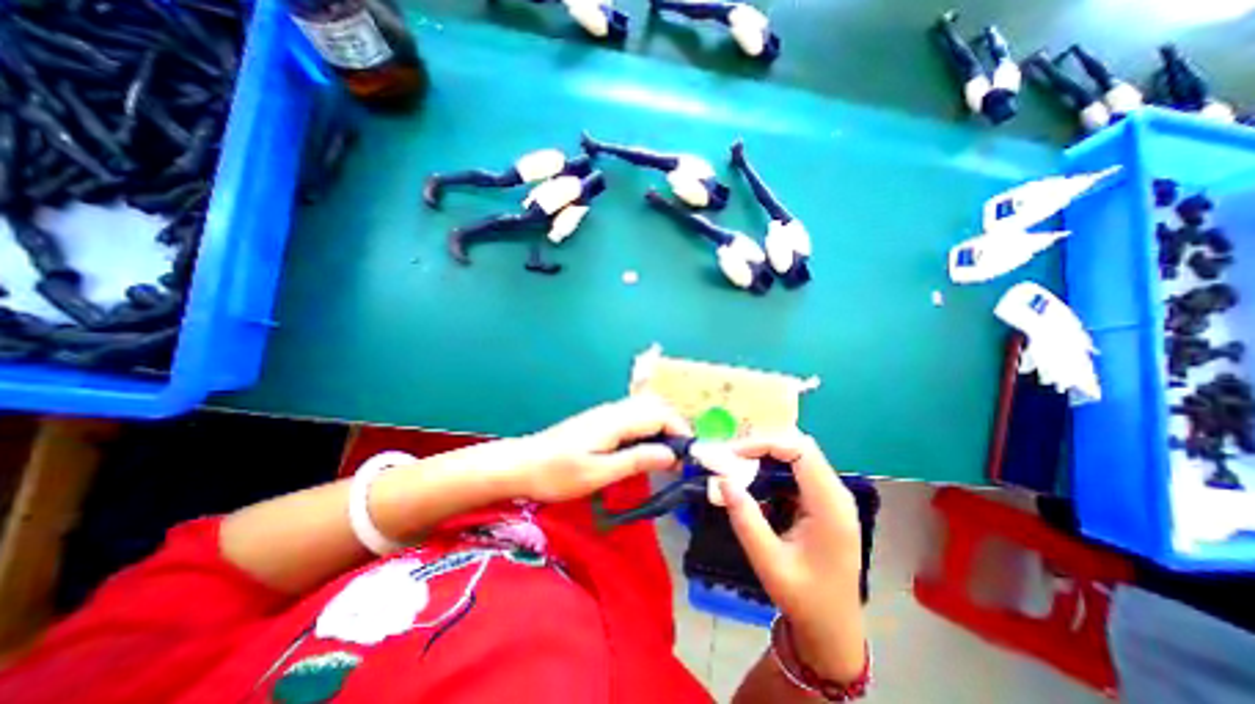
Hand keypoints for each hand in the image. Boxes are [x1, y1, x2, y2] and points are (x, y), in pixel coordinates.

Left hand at [503, 394, 690, 502]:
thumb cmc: (557, 474)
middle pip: (656, 408)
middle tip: (680, 460)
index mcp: (616, 420)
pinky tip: (645, 452)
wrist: (522, 465)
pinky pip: (634, 419)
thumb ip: (636, 460)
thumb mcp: (598, 473)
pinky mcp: (601, 421)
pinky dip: (648, 432)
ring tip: (667, 458)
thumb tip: (671, 454)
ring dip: (662, 430)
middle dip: (674, 429)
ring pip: (645, 412)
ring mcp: (607, 414)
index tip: (688, 457)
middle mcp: (614, 410)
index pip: (660, 414)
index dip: (680, 430)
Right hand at [721, 433, 868, 683]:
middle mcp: (835, 493)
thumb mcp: (770, 563)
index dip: (764, 443)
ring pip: (797, 455)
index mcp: (830, 506)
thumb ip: (746, 520)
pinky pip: (796, 471)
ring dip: (766, 455)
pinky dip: (772, 468)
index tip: (733, 453)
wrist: (834, 629)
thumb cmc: (805, 599)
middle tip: (731, 455)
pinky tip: (754, 479)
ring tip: (737, 463)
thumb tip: (723, 480)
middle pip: (799, 447)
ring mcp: (831, 496)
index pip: (799, 450)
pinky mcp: (823, 502)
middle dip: (762, 445)